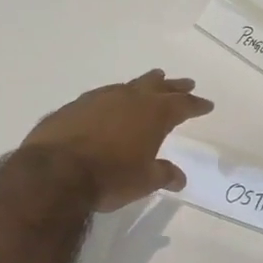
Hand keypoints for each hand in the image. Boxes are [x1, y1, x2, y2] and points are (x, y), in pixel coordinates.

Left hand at [22, 70, 213, 212]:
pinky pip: (103, 96)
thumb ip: (163, 174)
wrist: (55, 172)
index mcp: (154, 114)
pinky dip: (115, 98)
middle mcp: (130, 98)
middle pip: (158, 86)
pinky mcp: (75, 106)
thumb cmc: (110, 177)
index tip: (207, 104)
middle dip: (174, 86)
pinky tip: (111, 104)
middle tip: (186, 83)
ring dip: (144, 85)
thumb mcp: (144, 181)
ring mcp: (100, 98)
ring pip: (129, 85)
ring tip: (152, 80)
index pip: (183, 105)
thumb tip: (179, 177)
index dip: (196, 105)